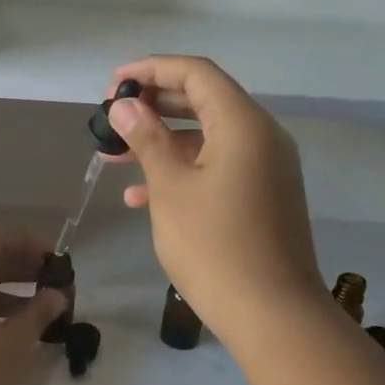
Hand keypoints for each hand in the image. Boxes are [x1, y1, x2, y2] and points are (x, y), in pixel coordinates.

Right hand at [106, 56, 327, 358]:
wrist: (272, 314)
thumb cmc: (214, 247)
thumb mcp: (171, 189)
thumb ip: (148, 140)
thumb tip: (125, 105)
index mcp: (243, 124)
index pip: (196, 74)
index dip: (151, 70)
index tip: (112, 84)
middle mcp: (262, 137)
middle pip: (204, 102)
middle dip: (154, 108)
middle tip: (111, 120)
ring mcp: (266, 170)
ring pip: (208, 140)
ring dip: (163, 144)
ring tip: (116, 159)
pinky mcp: (264, 198)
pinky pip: (220, 169)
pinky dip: (184, 172)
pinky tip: (143, 197)